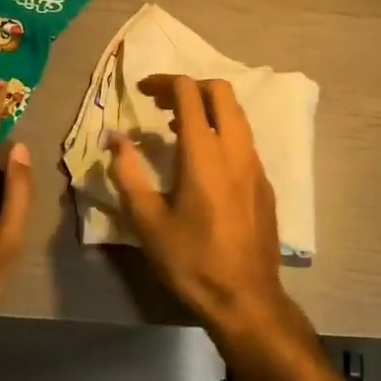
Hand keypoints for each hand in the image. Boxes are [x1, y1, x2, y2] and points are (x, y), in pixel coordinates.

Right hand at [107, 75, 301, 344]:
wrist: (246, 298)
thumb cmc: (191, 260)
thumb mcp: (148, 221)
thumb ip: (128, 173)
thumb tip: (114, 138)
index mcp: (204, 152)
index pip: (189, 93)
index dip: (164, 82)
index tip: (142, 90)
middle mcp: (235, 149)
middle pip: (221, 91)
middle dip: (189, 86)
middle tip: (161, 102)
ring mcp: (256, 164)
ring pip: (237, 114)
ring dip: (208, 107)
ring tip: (178, 126)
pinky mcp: (265, 182)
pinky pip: (244, 139)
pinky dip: (222, 130)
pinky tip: (204, 159)